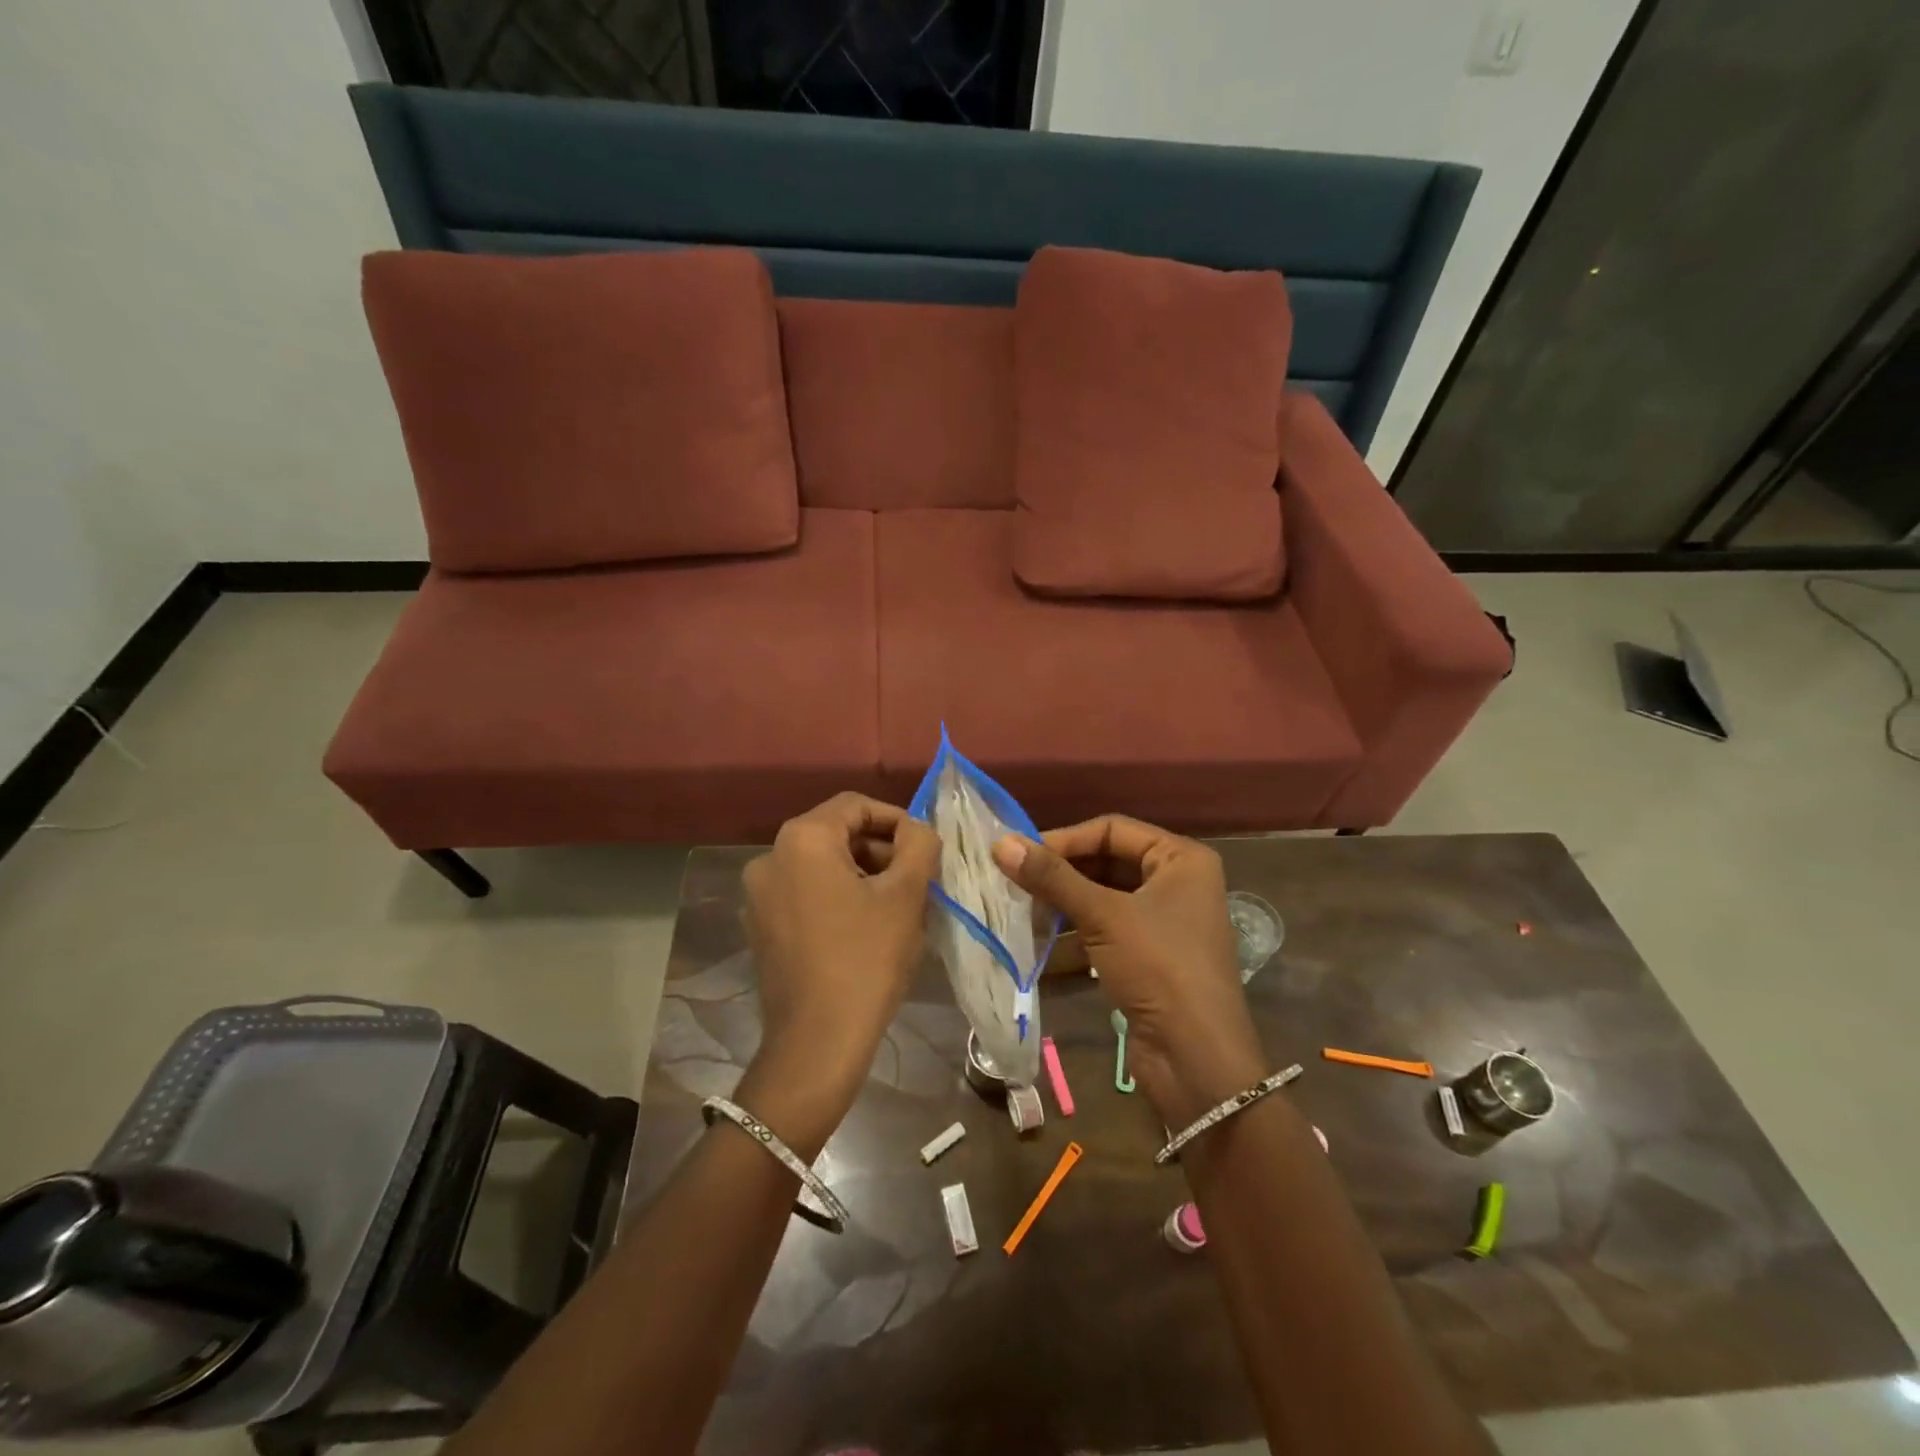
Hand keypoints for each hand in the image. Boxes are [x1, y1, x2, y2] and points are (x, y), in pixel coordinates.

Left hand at [737, 794, 939, 1151]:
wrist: (817, 1042)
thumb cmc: (867, 959)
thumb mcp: (906, 895)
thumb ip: (919, 844)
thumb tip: (917, 829)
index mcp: (802, 839)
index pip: (855, 806)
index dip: (897, 820)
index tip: (925, 848)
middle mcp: (770, 857)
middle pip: (836, 834)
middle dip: (880, 850)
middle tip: (916, 880)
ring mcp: (759, 895)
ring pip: (821, 865)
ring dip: (862, 874)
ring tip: (897, 906)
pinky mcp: (760, 927)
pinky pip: (805, 893)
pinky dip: (837, 897)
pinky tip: (865, 928)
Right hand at [992, 817, 1265, 1126]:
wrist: (1197, 1061)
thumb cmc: (1159, 968)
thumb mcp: (1103, 916)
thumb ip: (1052, 878)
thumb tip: (1000, 843)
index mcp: (1181, 859)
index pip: (1112, 829)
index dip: (1065, 839)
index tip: (1019, 854)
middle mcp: (1177, 883)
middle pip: (1106, 863)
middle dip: (1061, 874)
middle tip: (1014, 881)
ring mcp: (1164, 923)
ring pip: (1102, 899)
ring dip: (1062, 906)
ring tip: (1019, 912)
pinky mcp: (1150, 957)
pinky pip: (1105, 932)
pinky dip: (1074, 937)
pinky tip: (1037, 947)